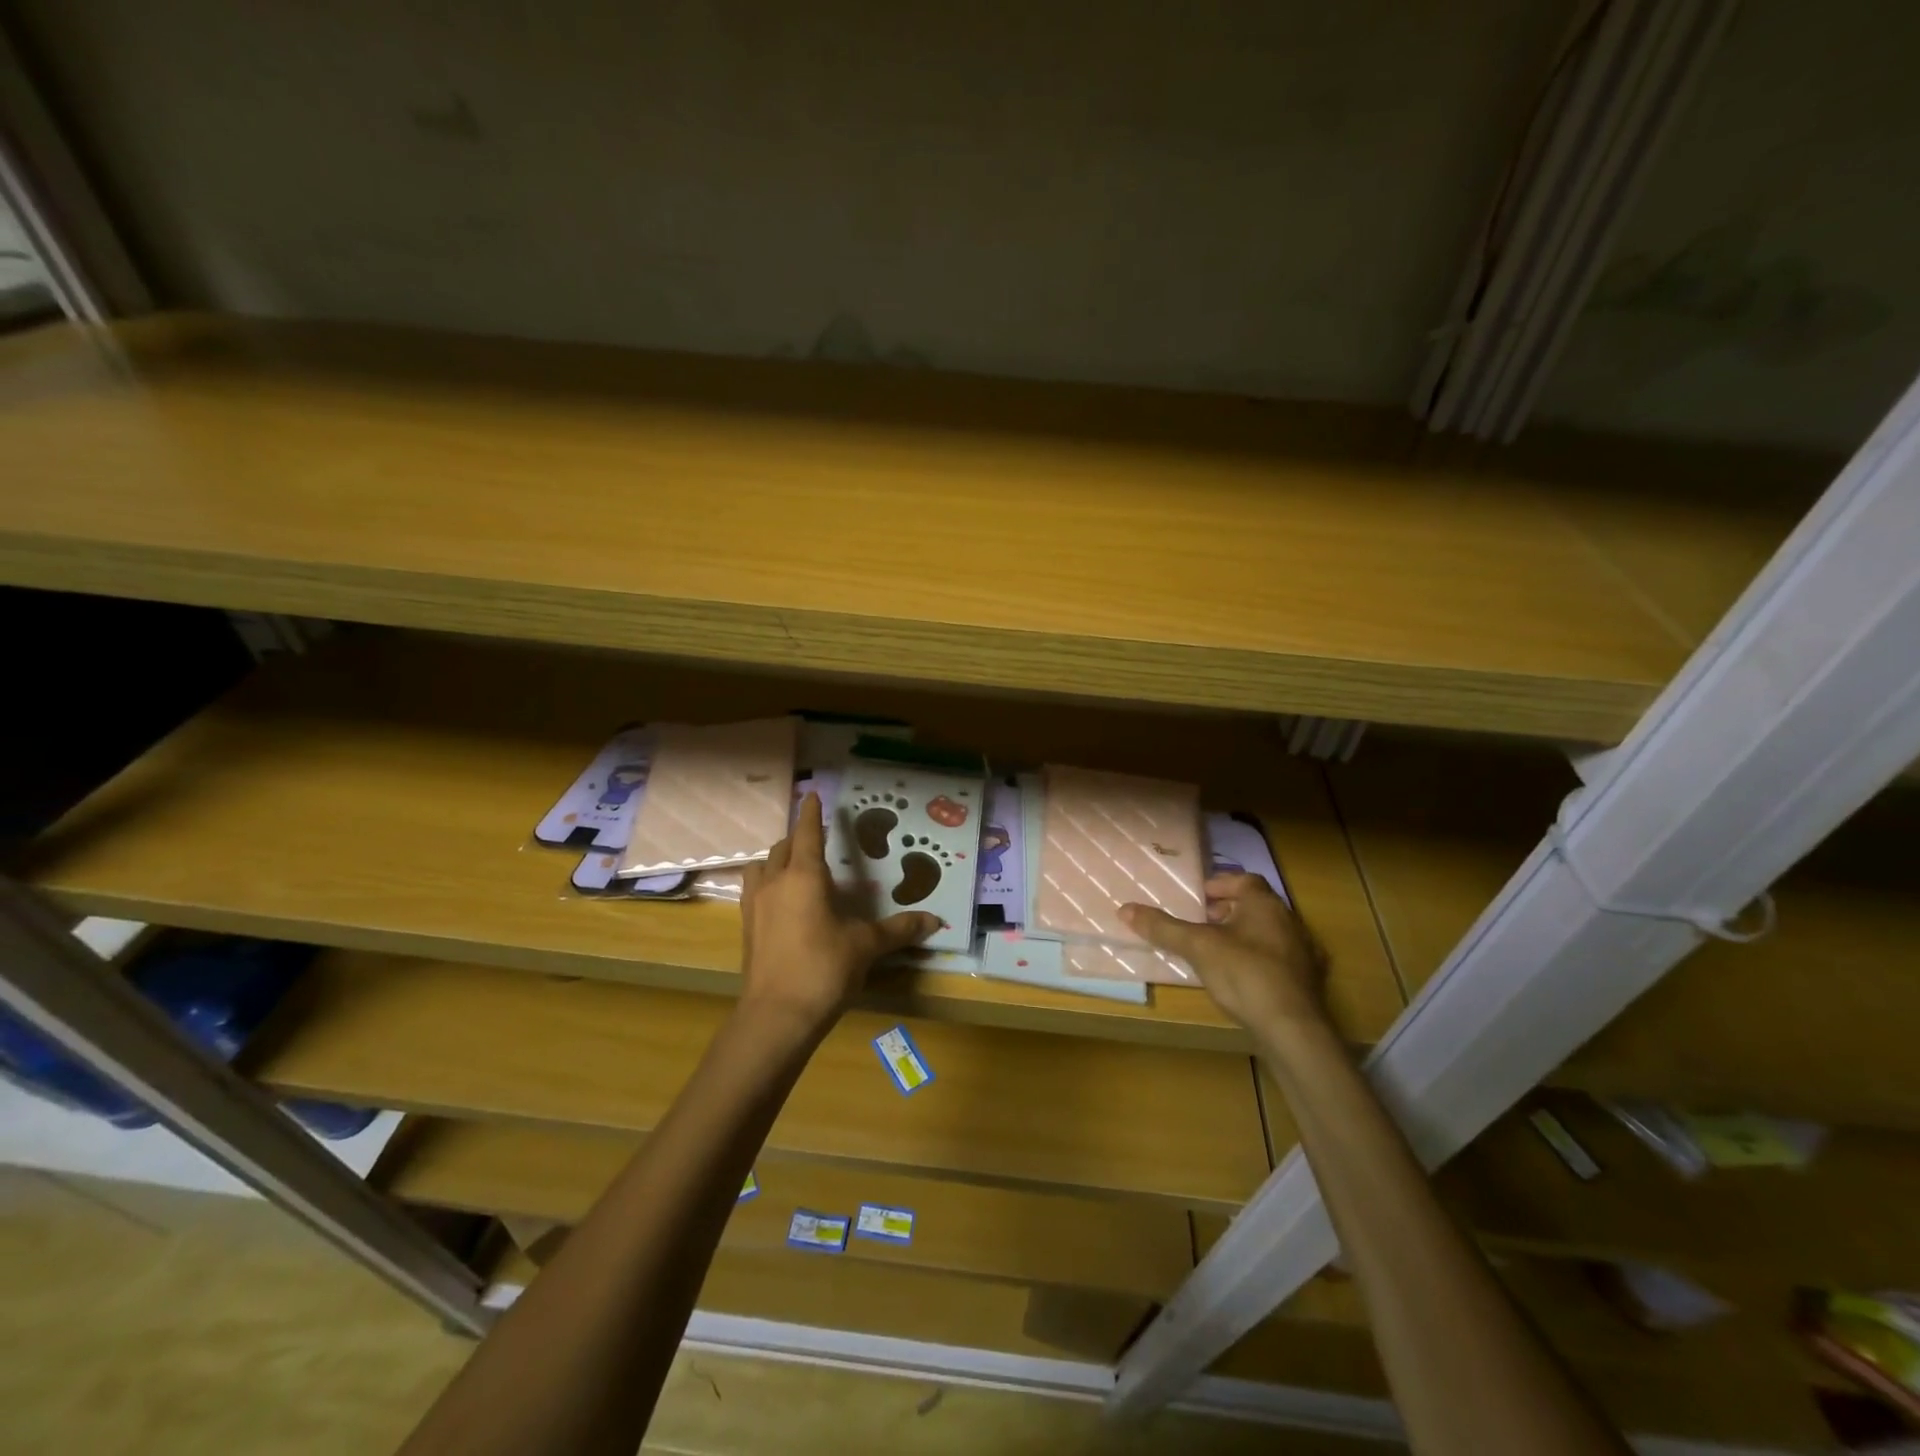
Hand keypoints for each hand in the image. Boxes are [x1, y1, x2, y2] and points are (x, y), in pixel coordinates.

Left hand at [738, 792, 938, 1031]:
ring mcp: (756, 905)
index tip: (813, 795)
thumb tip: (935, 920)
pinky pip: (754, 890)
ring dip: (778, 860)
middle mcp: (776, 882)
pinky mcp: (747, 927)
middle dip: (799, 838)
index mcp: (804, 876)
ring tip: (796, 868)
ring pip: (763, 867)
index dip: (811, 813)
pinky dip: (767, 884)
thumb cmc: (824, 969)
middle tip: (817, 840)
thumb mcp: (866, 946)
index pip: (807, 833)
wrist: (777, 1015)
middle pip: (783, 847)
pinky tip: (782, 902)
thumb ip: (899, 929)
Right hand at [1120, 873, 1323, 1033]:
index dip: (1220, 885)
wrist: (1293, 1029)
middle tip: (1201, 924)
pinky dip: (1259, 963)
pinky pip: (1279, 961)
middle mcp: (1289, 921)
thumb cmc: (1245, 974)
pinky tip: (1242, 980)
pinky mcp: (1308, 983)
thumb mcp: (1197, 947)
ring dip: (1244, 937)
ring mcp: (1304, 953)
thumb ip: (1163, 928)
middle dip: (1227, 911)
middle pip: (1256, 906)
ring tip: (1216, 953)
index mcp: (1265, 904)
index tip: (1198, 898)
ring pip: (1268, 934)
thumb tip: (1124, 909)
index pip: (1244, 880)